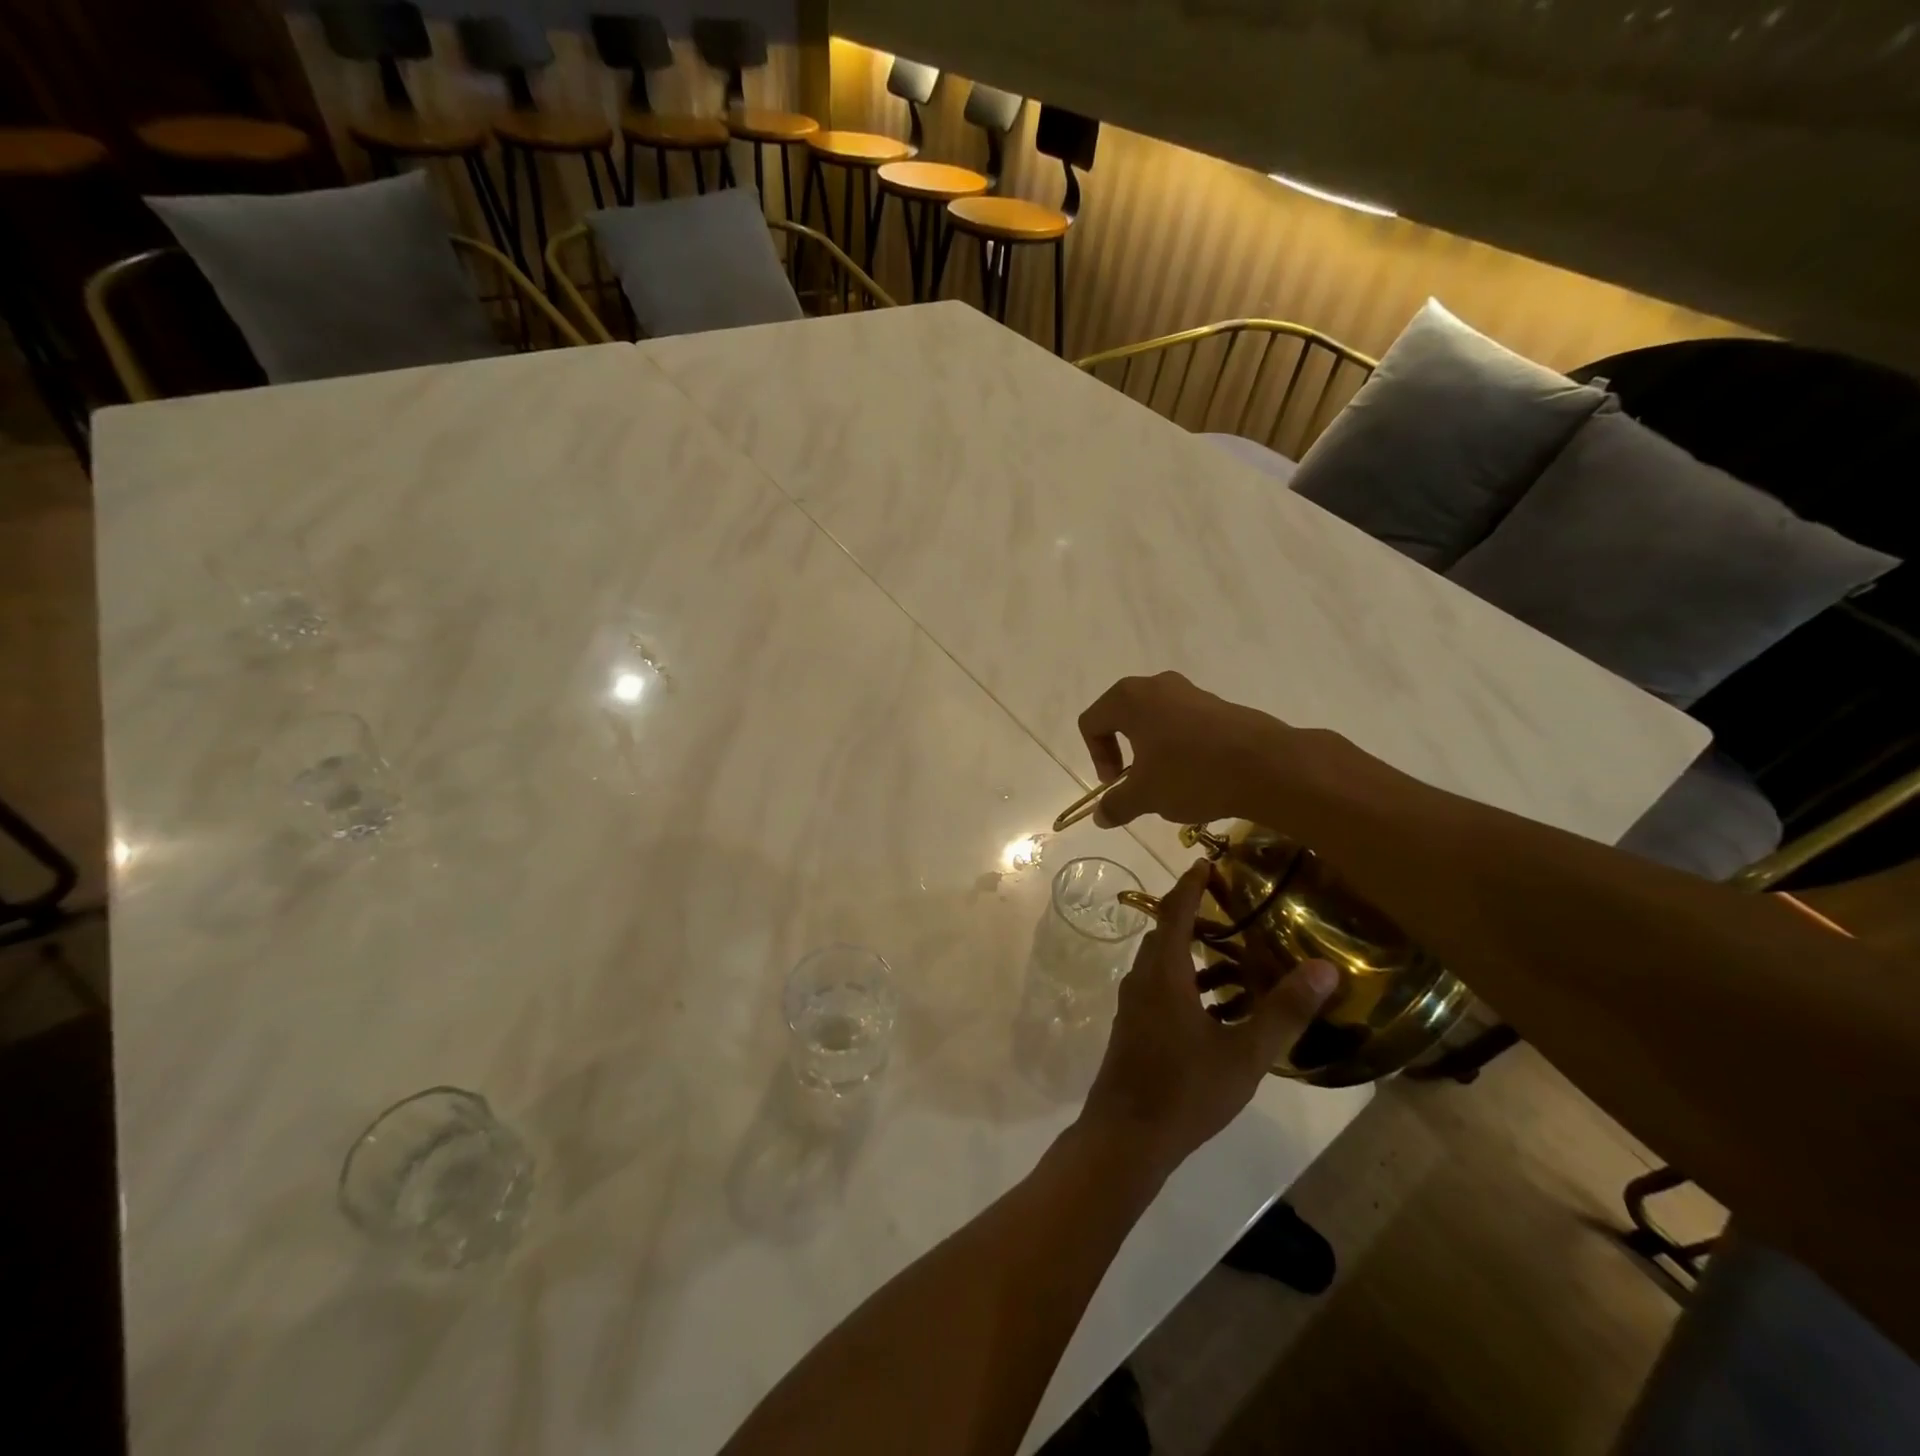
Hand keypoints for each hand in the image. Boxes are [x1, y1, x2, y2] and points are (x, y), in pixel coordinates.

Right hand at [1077, 671, 1290, 827]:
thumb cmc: (1191, 774)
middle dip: (1122, 751)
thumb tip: (1098, 817)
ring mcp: (1191, 692)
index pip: (1091, 723)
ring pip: (1155, 720)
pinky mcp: (1219, 705)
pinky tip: (1197, 776)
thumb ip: (1115, 804)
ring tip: (1168, 782)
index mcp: (1129, 699)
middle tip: (1135, 781)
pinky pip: (1185, 724)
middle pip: (1122, 716)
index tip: (1116, 784)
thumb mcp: (1145, 796)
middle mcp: (1157, 685)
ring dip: (1152, 751)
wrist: (1267, 767)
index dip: (1096, 757)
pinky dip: (1180, 748)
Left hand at [1078, 862, 1338, 1180]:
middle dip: (1195, 915)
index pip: (1175, 912)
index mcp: (1164, 973)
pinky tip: (1221, 1004)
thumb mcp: (1245, 1053)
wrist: (1127, 1136)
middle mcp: (1143, 979)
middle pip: (1167, 934)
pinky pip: (1162, 987)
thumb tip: (1325, 968)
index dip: (1190, 885)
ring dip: (1194, 953)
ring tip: (1236, 953)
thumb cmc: (1185, 1090)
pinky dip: (1189, 982)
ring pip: (1165, 963)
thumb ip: (1284, 1011)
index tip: (1207, 862)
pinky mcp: (1136, 1027)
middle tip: (1232, 906)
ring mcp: (1135, 1004)